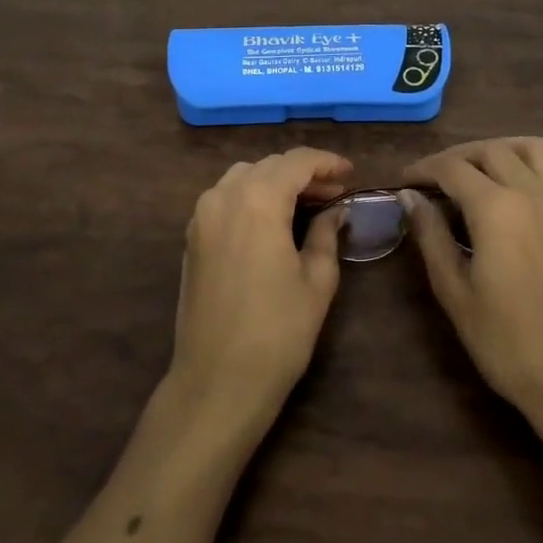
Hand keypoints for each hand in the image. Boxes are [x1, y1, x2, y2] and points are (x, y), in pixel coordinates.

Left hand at [171, 147, 350, 419]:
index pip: (296, 162)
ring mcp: (202, 215)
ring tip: (305, 203)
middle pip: (269, 166)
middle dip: (303, 172)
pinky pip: (224, 198)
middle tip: (334, 192)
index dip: (326, 162)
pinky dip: (251, 195)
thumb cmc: (278, 332)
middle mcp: (224, 196)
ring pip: (243, 177)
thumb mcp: (316, 281)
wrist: (217, 380)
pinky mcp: (192, 237)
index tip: (350, 173)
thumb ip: (327, 234)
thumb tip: (336, 210)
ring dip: (275, 181)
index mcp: (258, 200)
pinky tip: (272, 219)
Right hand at [401, 138, 542, 424]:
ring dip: (502, 149)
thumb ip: (431, 235)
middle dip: (456, 157)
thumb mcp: (454, 291)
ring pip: (533, 147)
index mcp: (496, 209)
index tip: (405, 180)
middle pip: (490, 150)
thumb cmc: (506, 341)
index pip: (451, 168)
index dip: (423, 169)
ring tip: (482, 170)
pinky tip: (526, 187)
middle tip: (436, 178)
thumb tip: (410, 197)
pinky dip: (541, 165)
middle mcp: (533, 192)